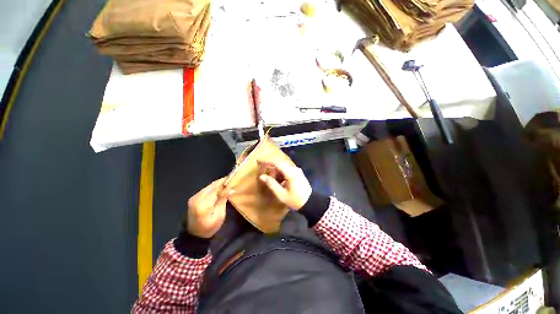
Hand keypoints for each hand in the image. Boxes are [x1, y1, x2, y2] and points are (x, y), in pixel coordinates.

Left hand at [186, 178, 232, 238]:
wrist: (194, 236)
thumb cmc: (209, 227)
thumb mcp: (219, 215)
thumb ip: (223, 200)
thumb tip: (230, 188)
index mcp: (203, 203)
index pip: (216, 188)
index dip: (225, 183)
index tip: (233, 178)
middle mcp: (197, 197)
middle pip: (212, 186)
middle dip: (222, 182)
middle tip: (232, 181)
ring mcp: (194, 197)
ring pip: (209, 186)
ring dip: (218, 184)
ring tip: (227, 184)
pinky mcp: (194, 198)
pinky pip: (205, 190)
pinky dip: (213, 188)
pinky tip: (219, 189)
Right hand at [259, 161, 311, 209]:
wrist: (310, 203)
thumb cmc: (295, 200)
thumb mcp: (281, 194)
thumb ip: (271, 184)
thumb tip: (262, 176)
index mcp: (290, 173)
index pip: (277, 163)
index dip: (268, 161)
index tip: (259, 161)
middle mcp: (294, 169)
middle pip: (280, 164)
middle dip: (272, 167)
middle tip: (265, 172)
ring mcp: (298, 171)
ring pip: (284, 167)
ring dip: (277, 172)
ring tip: (273, 180)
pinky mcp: (299, 174)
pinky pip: (288, 170)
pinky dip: (282, 174)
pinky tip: (281, 182)